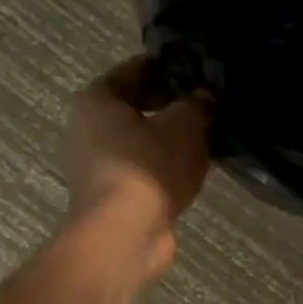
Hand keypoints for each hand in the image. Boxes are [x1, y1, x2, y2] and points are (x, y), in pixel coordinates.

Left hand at [64, 56, 213, 281]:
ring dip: (174, 138)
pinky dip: (170, 166)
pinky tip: (200, 166)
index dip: (170, 67)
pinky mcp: (115, 195)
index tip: (202, 69)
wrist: (124, 236)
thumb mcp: (184, 124)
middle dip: (174, 104)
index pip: (137, 69)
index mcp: (98, 99)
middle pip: (139, 105)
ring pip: (145, 140)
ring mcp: (100, 165)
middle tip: (212, 102)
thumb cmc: (148, 167)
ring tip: (212, 134)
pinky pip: (148, 169)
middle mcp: (90, 128)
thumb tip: (205, 96)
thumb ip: (197, 104)